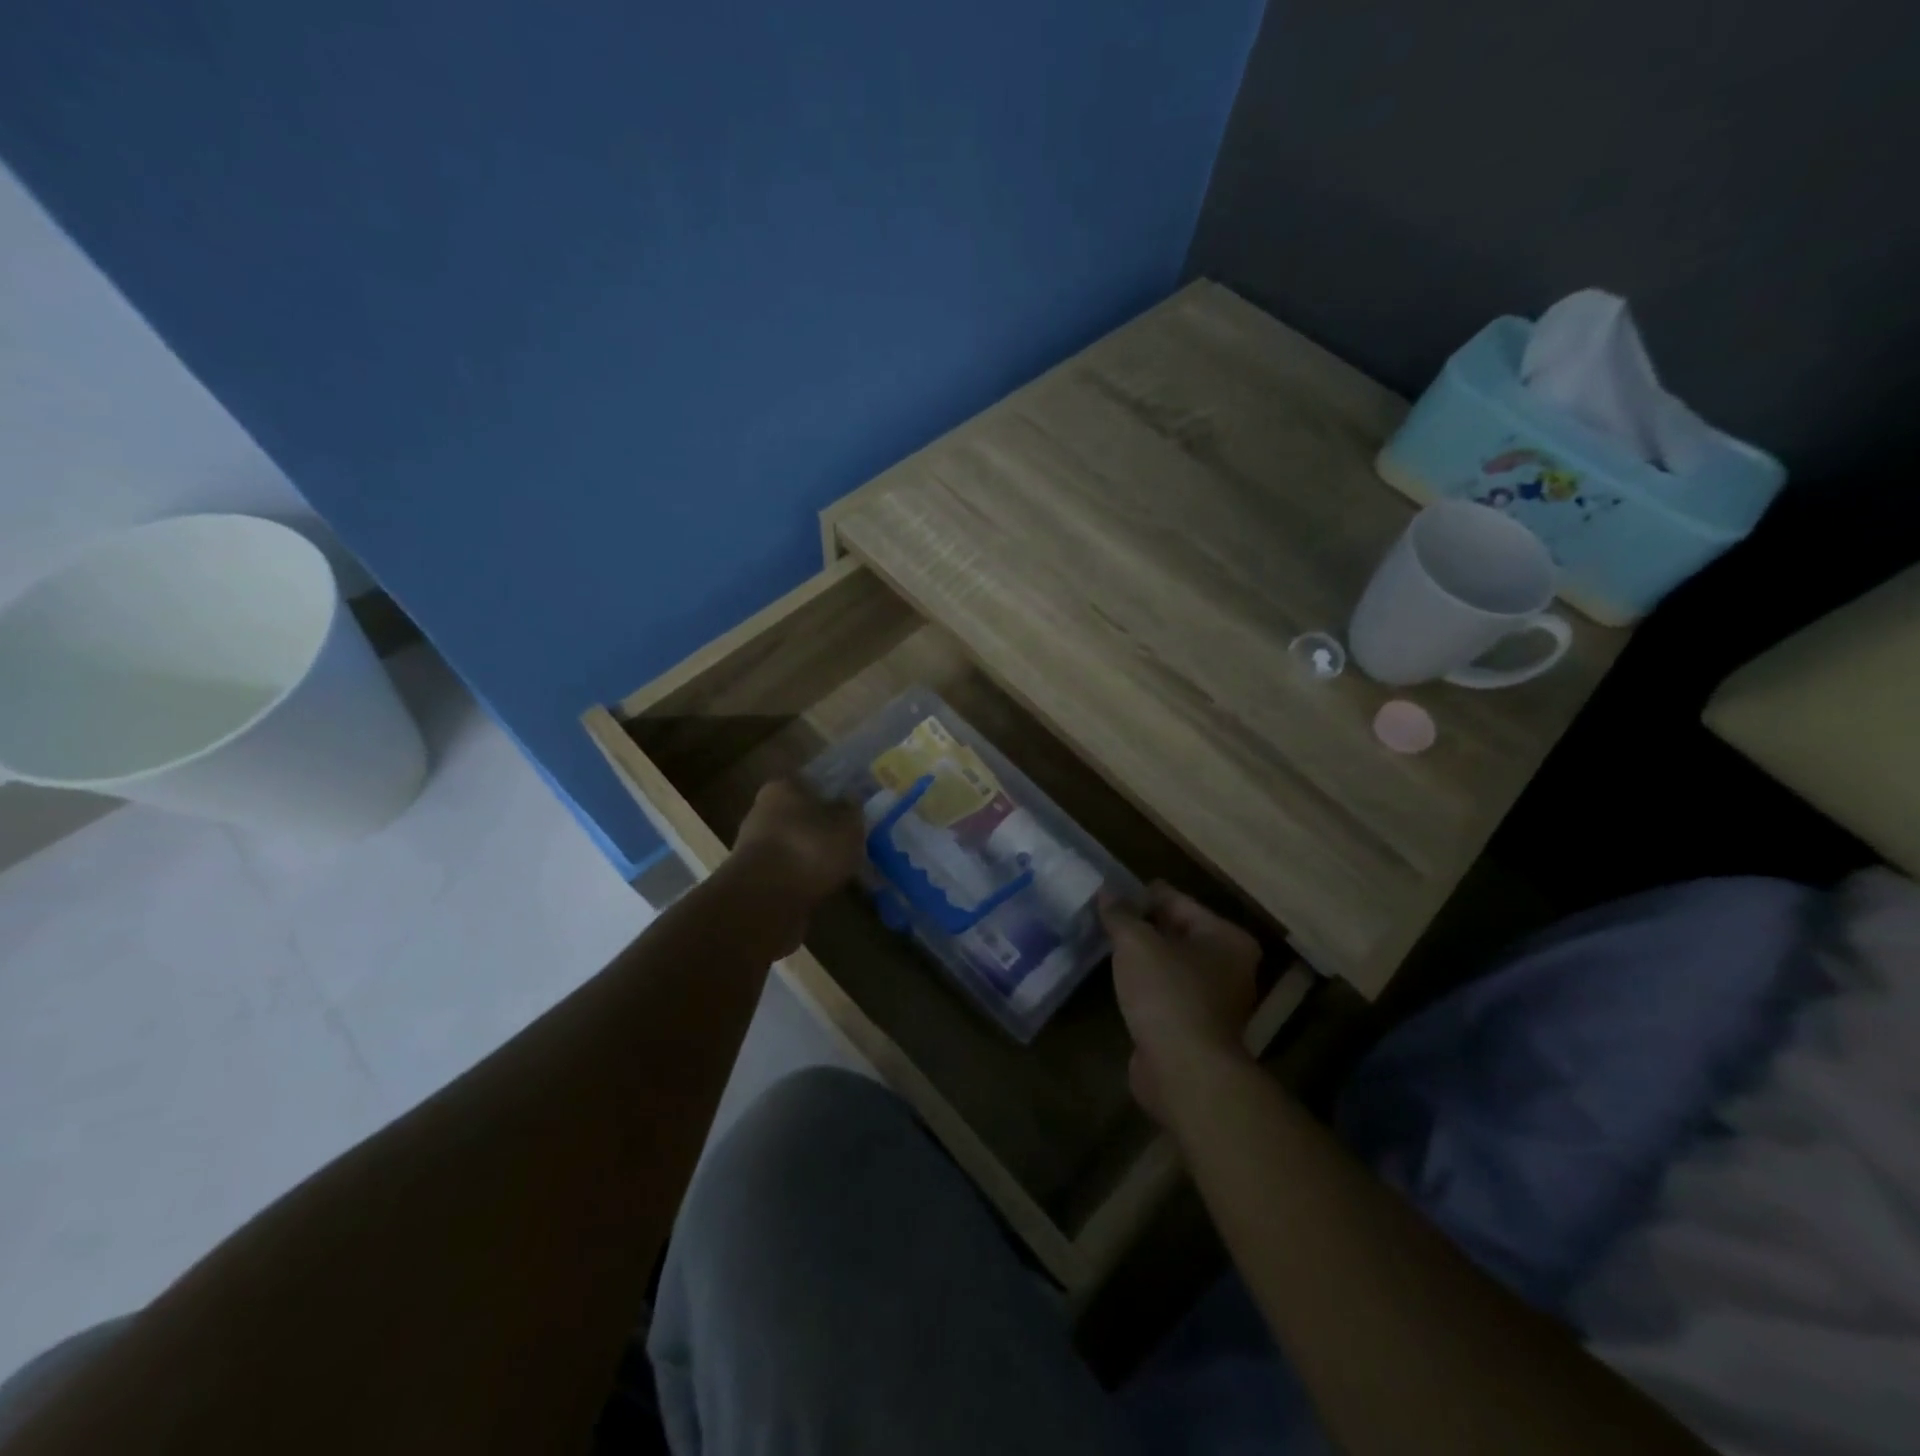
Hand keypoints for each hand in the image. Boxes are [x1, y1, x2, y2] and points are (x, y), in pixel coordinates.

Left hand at [732, 778, 864, 908]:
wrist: (765, 901)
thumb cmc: (809, 850)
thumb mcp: (847, 827)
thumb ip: (852, 812)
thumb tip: (851, 802)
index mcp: (783, 787)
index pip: (813, 783)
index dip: (836, 795)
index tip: (854, 811)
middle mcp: (762, 810)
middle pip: (800, 814)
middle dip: (822, 826)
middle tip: (849, 840)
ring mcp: (753, 845)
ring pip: (793, 843)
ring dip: (811, 854)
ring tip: (839, 867)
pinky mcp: (752, 877)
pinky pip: (786, 870)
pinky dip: (801, 876)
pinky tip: (822, 886)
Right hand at [1101, 883, 1260, 1124]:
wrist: (1184, 1071)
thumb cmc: (1168, 993)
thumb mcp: (1137, 943)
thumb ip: (1121, 914)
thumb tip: (1107, 893)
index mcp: (1227, 938)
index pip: (1180, 902)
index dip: (1146, 893)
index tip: (1115, 888)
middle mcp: (1230, 967)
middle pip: (1179, 933)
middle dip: (1145, 925)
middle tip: (1107, 914)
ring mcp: (1215, 1001)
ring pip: (1172, 965)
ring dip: (1145, 957)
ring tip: (1108, 943)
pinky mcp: (1195, 1028)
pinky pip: (1166, 993)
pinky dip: (1146, 984)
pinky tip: (1119, 979)